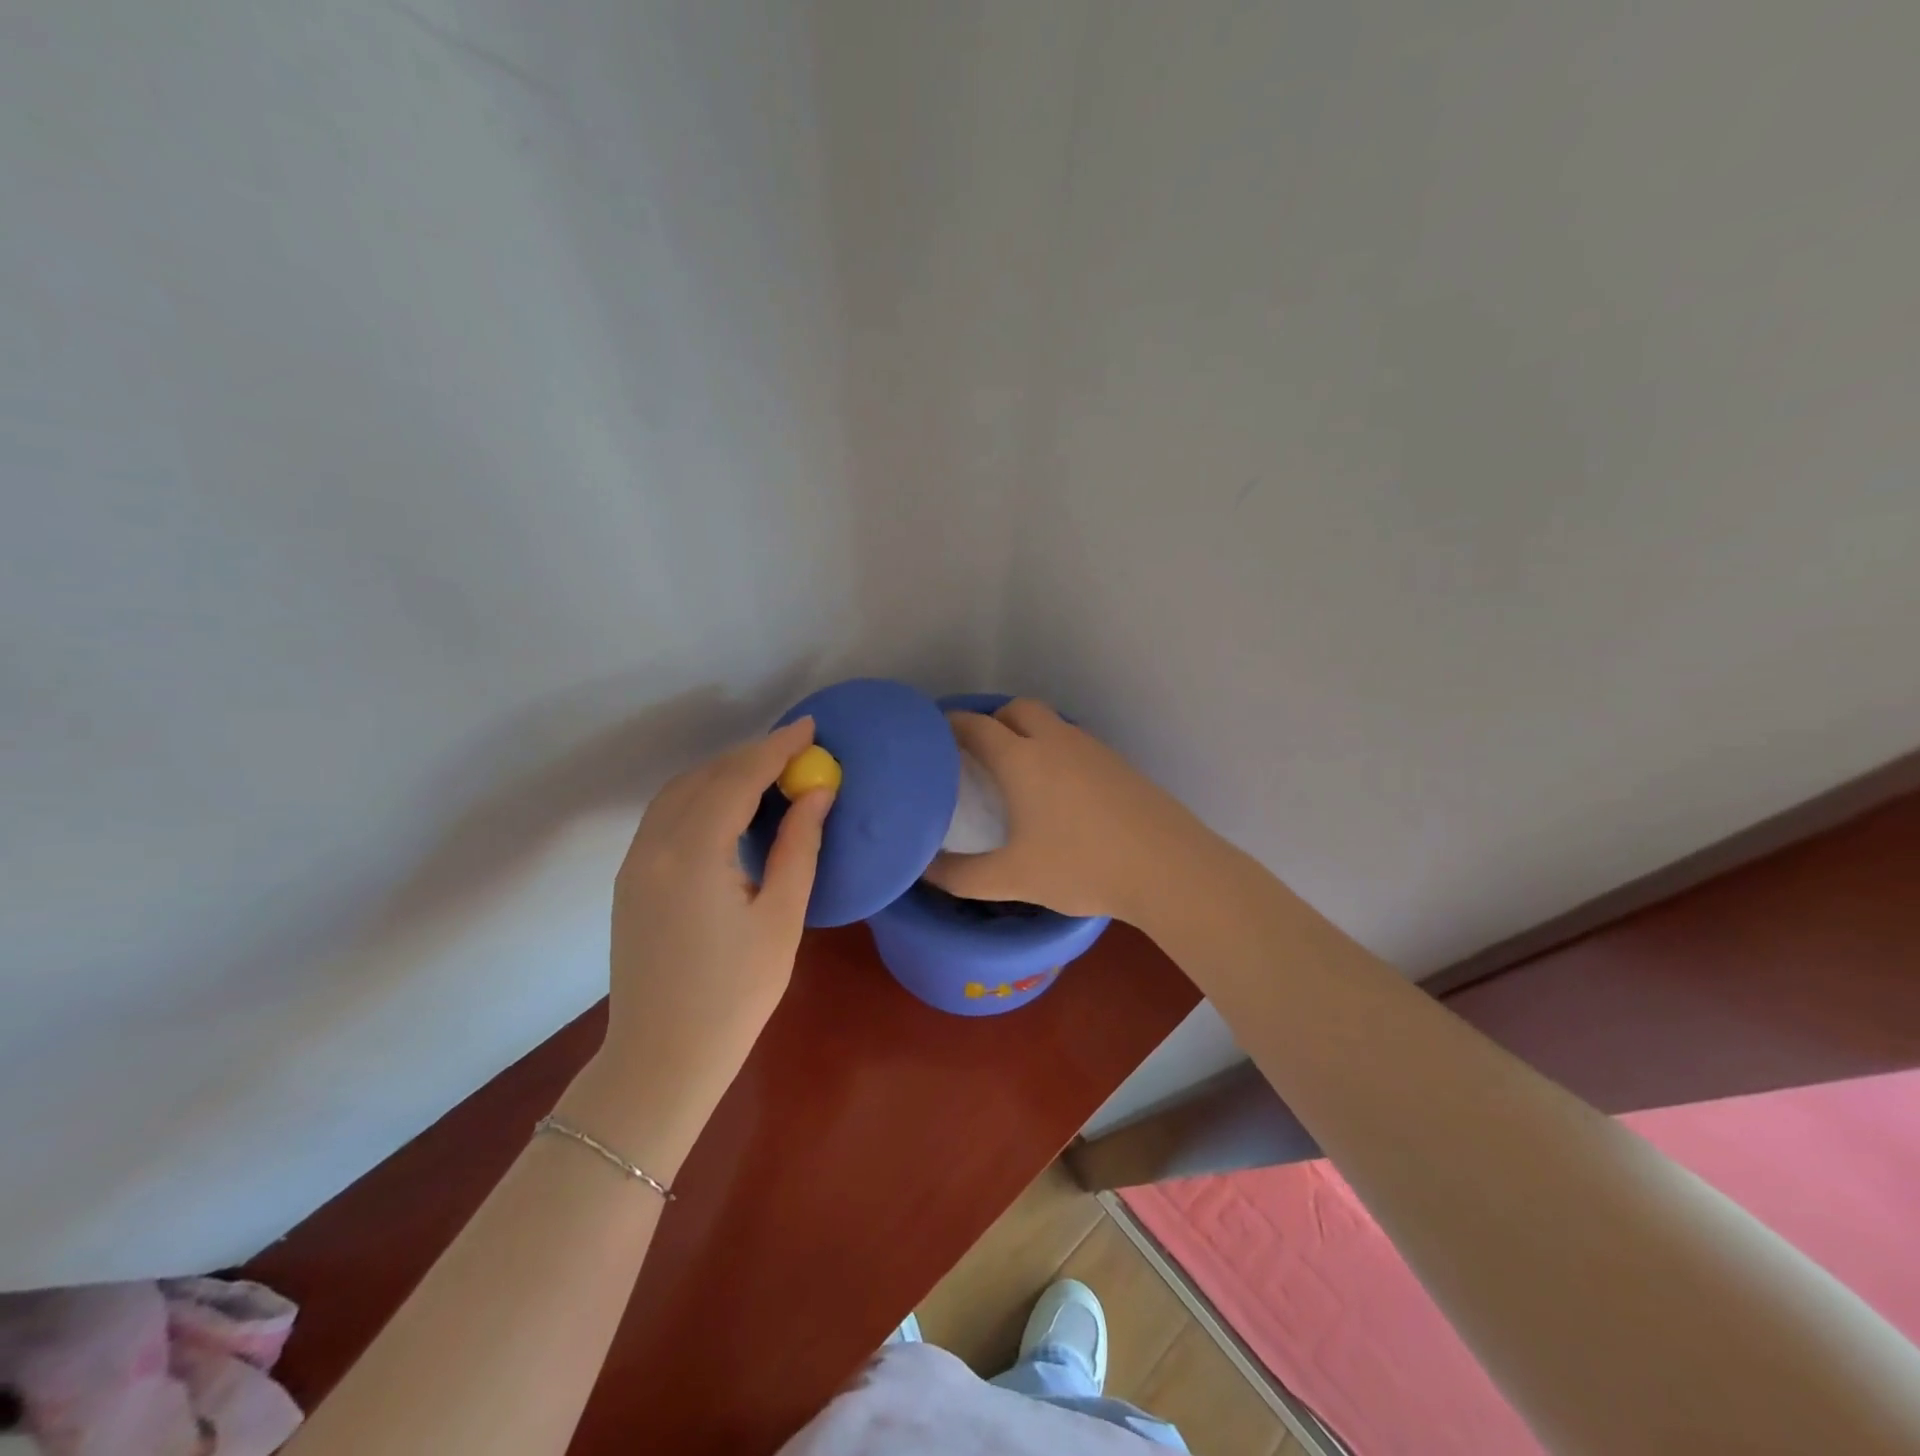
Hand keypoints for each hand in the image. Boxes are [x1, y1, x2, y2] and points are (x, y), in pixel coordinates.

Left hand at [586, 718, 832, 1145]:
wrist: (661, 1059)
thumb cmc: (735, 995)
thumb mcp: (781, 919)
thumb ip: (797, 847)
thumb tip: (817, 793)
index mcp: (693, 854)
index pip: (737, 779)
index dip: (775, 748)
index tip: (809, 728)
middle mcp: (654, 846)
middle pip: (705, 777)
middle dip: (751, 755)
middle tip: (796, 751)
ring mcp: (636, 862)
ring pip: (679, 792)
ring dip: (723, 772)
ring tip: (768, 773)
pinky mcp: (631, 879)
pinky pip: (665, 815)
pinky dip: (700, 795)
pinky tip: (728, 807)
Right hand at [923, 699, 1207, 924]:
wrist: (1168, 868)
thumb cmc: (1081, 867)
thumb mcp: (1012, 879)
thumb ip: (960, 876)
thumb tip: (923, 870)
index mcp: (1021, 759)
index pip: (975, 726)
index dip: (949, 726)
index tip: (933, 738)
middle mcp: (1055, 741)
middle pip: (1016, 709)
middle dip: (992, 721)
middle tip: (977, 755)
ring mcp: (1092, 749)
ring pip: (1051, 723)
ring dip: (1027, 733)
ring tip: (1016, 772)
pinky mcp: (1119, 763)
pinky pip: (1075, 742)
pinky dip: (1056, 751)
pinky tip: (1059, 791)